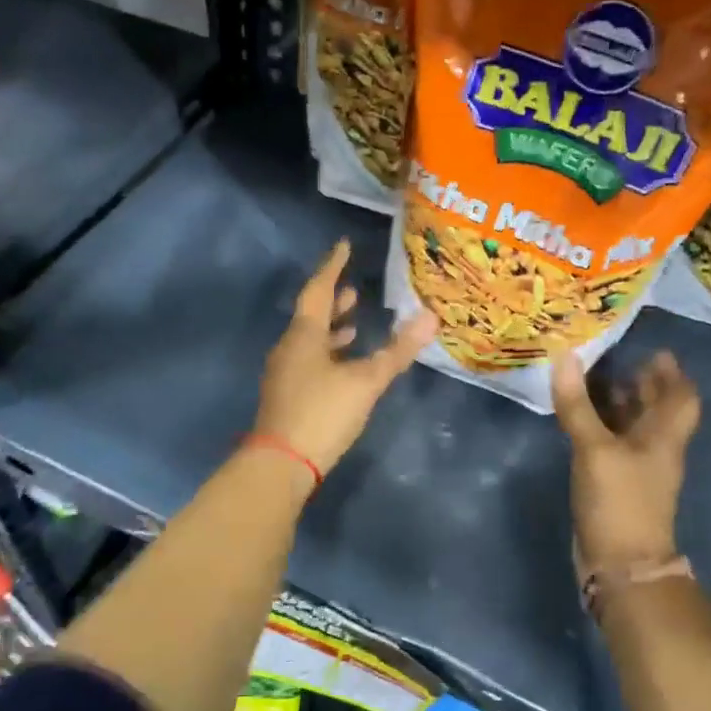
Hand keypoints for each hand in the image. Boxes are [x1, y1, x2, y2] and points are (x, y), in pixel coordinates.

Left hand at [254, 239, 438, 475]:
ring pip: (309, 341)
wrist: (280, 464)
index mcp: (304, 335)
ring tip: (354, 324)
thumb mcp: (365, 381)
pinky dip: (328, 354)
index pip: (318, 290)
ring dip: (331, 330)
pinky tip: (343, 367)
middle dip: (333, 301)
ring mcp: (285, 374)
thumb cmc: (322, 413)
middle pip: (311, 315)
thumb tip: (430, 318)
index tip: (344, 246)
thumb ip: (397, 351)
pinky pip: (309, 361)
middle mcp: (289, 348)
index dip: (332, 266)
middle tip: (354, 289)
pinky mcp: (287, 396)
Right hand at [552, 349, 700, 574]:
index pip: (682, 398)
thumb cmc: (619, 501)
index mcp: (664, 437)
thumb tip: (567, 356)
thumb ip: (578, 406)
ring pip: (632, 426)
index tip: (653, 351)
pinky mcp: (616, 484)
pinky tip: (579, 418)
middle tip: (616, 357)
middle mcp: (656, 449)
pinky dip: (601, 426)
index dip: (672, 373)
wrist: (621, 564)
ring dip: (618, 403)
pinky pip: (612, 443)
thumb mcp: (595, 449)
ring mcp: (636, 468)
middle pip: (657, 409)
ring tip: (592, 379)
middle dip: (642, 383)